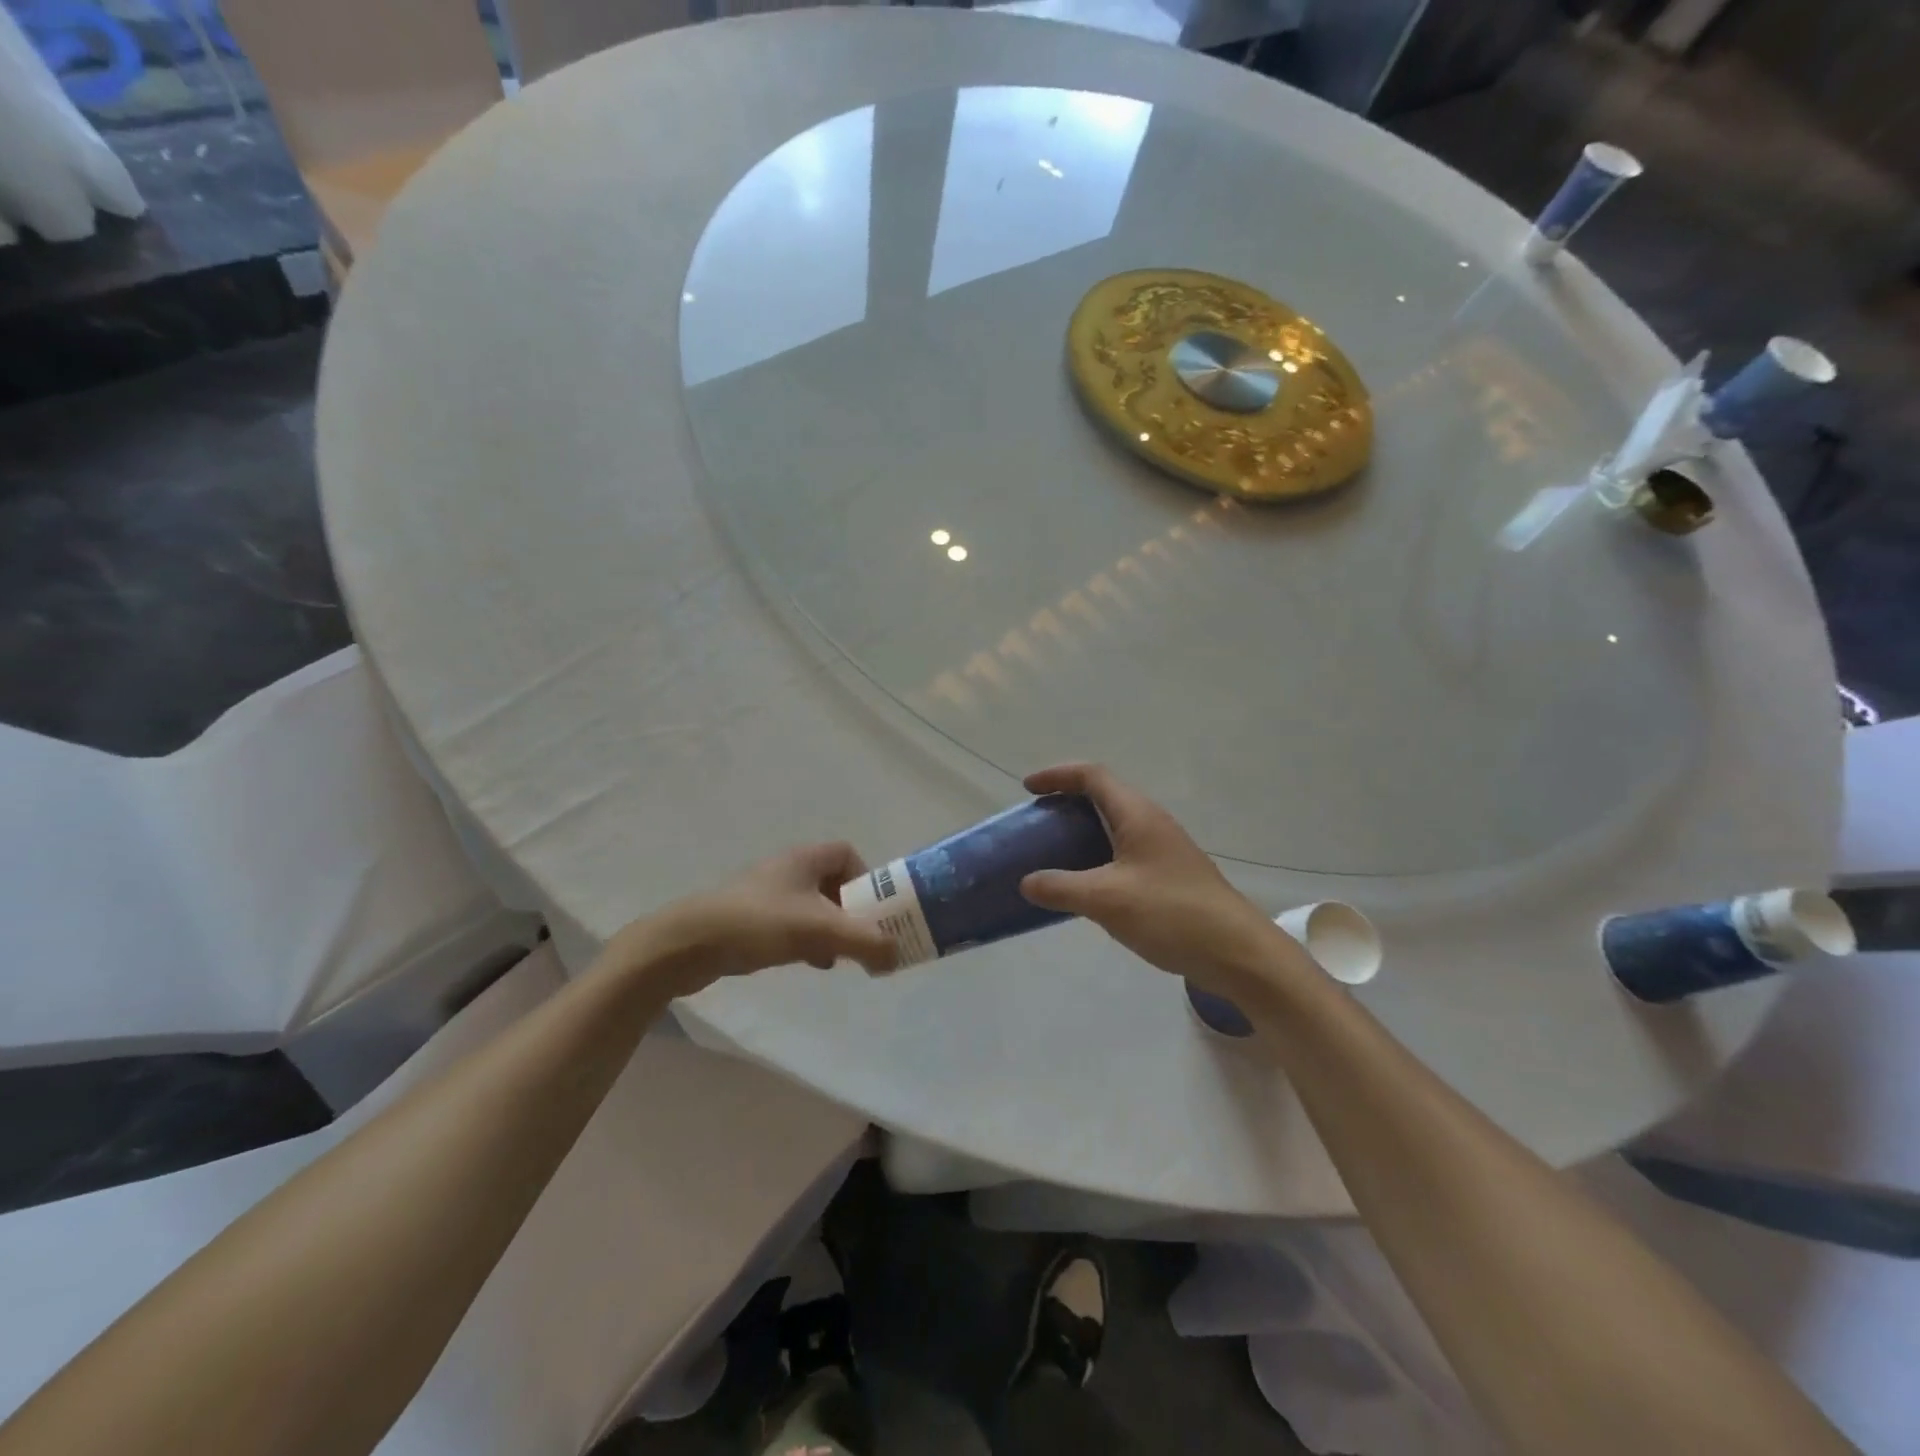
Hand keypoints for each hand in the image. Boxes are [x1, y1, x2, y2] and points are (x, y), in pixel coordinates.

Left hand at [612, 843, 897, 997]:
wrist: (687, 944)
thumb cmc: (758, 924)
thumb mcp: (820, 931)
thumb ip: (865, 942)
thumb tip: (896, 956)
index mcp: (804, 859)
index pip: (847, 853)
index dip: (867, 878)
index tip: (873, 910)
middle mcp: (786, 870)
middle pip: (833, 883)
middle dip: (851, 911)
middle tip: (861, 938)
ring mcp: (765, 895)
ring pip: (812, 907)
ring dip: (829, 929)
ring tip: (836, 956)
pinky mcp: (749, 919)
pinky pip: (791, 924)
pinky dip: (806, 941)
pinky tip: (806, 964)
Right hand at [1019, 764, 1298, 999]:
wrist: (1236, 953)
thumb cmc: (1170, 914)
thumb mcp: (1106, 900)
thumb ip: (1060, 887)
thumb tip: (1026, 882)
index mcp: (1137, 815)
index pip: (1092, 776)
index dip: (1057, 775)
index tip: (1028, 788)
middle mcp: (1151, 823)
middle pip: (1104, 796)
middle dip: (1067, 802)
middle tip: (1037, 822)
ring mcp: (1164, 850)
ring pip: (1115, 826)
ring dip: (1083, 831)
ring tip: (1053, 852)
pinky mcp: (1169, 876)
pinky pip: (1124, 853)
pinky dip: (1098, 857)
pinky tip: (1086, 887)